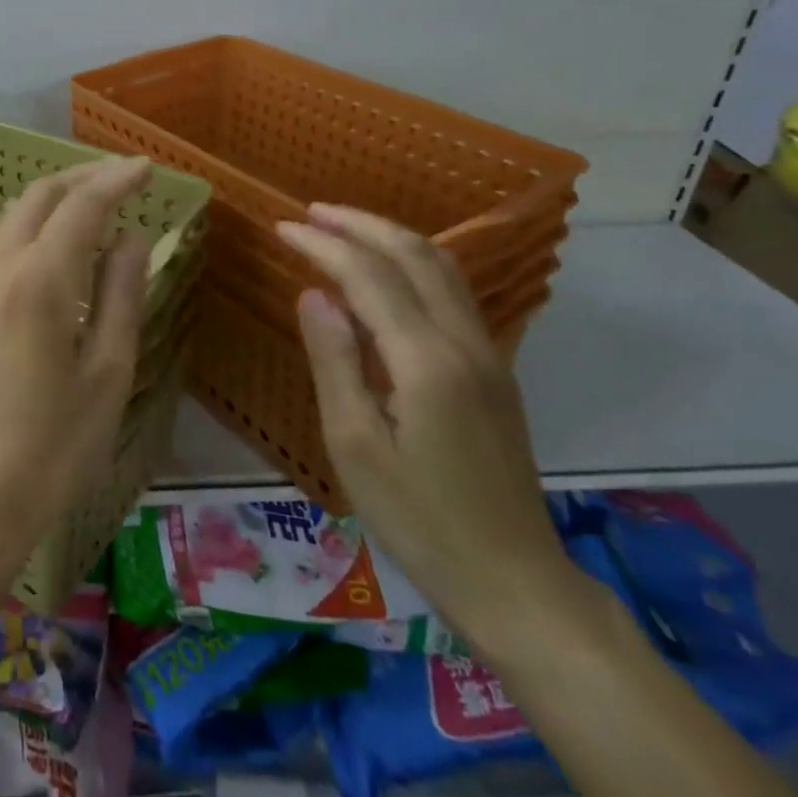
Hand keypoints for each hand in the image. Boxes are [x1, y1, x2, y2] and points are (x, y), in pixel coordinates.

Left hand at [0, 157, 155, 580]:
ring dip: (53, 200)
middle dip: (83, 178)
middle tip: (123, 180)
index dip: (117, 180)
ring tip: (93, 209)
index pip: (83, 205)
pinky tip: (51, 250)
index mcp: (39, 279)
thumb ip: (122, 294)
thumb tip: (134, 236)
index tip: (147, 168)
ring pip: (11, 216)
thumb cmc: (53, 447)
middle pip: (39, 196)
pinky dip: (29, 227)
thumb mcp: (108, 373)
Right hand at [277, 205, 579, 650]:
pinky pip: (453, 294)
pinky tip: (388, 274)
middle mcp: (465, 343)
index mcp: (426, 360)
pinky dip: (414, 265)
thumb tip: (313, 294)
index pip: (369, 275)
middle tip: (311, 212)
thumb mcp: (355, 444)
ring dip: (392, 238)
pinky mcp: (494, 373)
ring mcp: (488, 356)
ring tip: (344, 229)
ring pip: (444, 269)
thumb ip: (334, 360)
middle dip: (361, 224)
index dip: (323, 244)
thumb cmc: (419, 519)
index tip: (281, 228)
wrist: (516, 584)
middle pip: (416, 255)